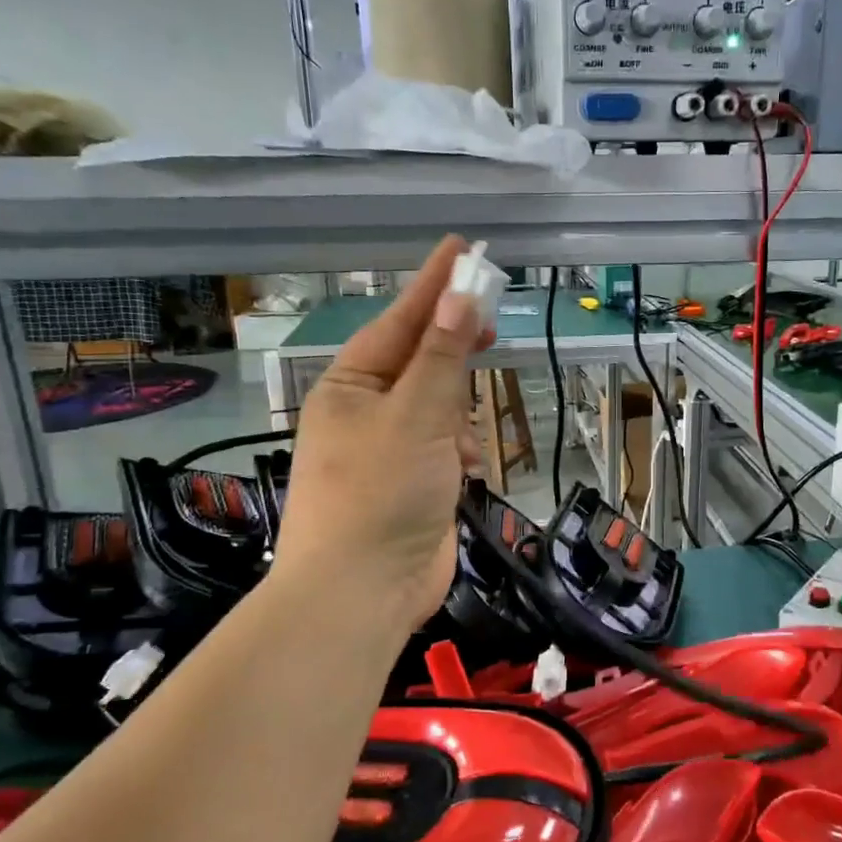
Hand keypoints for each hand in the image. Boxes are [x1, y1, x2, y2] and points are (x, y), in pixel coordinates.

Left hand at [274, 237, 491, 637]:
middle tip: (491, 326)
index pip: (400, 321)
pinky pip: (442, 447)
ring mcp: (388, 450)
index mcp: (350, 385)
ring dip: (458, 415)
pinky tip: (464, 470)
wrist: (362, 592)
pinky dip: (457, 451)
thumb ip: (442, 357)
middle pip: (419, 362)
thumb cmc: (381, 493)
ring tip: (462, 442)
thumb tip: (458, 296)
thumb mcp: (416, 416)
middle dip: (453, 352)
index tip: (463, 250)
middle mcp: (365, 411)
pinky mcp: (410, 484)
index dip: (434, 285)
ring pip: (437, 407)